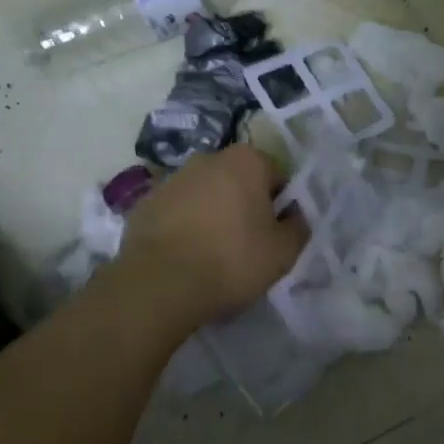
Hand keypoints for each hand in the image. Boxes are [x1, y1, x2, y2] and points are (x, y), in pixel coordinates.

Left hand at [117, 145, 307, 327]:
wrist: (159, 285)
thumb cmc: (231, 261)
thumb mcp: (284, 252)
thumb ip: (298, 226)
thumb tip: (294, 216)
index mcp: (246, 161)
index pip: (276, 177)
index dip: (280, 206)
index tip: (274, 234)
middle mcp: (208, 158)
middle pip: (239, 181)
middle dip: (245, 205)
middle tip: (247, 244)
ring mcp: (172, 179)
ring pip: (206, 194)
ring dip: (213, 213)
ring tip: (213, 253)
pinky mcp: (145, 203)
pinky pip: (177, 211)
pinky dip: (184, 226)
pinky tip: (185, 256)